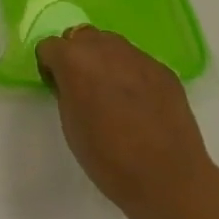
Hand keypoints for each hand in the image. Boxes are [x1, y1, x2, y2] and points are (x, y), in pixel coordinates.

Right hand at [35, 27, 218, 218]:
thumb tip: (71, 82)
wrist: (169, 180)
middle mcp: (104, 48)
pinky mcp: (164, 71)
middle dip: (78, 56)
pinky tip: (140, 104)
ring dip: (105, 60)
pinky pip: (138, 62)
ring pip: (111, 45)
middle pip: (81, 37)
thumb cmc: (108, 158)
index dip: (50, 67)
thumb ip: (66, 90)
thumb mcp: (69, 123)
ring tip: (113, 93)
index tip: (57, 87)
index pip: (50, 47)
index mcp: (74, 60)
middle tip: (84, 86)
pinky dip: (132, 74)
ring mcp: (138, 57)